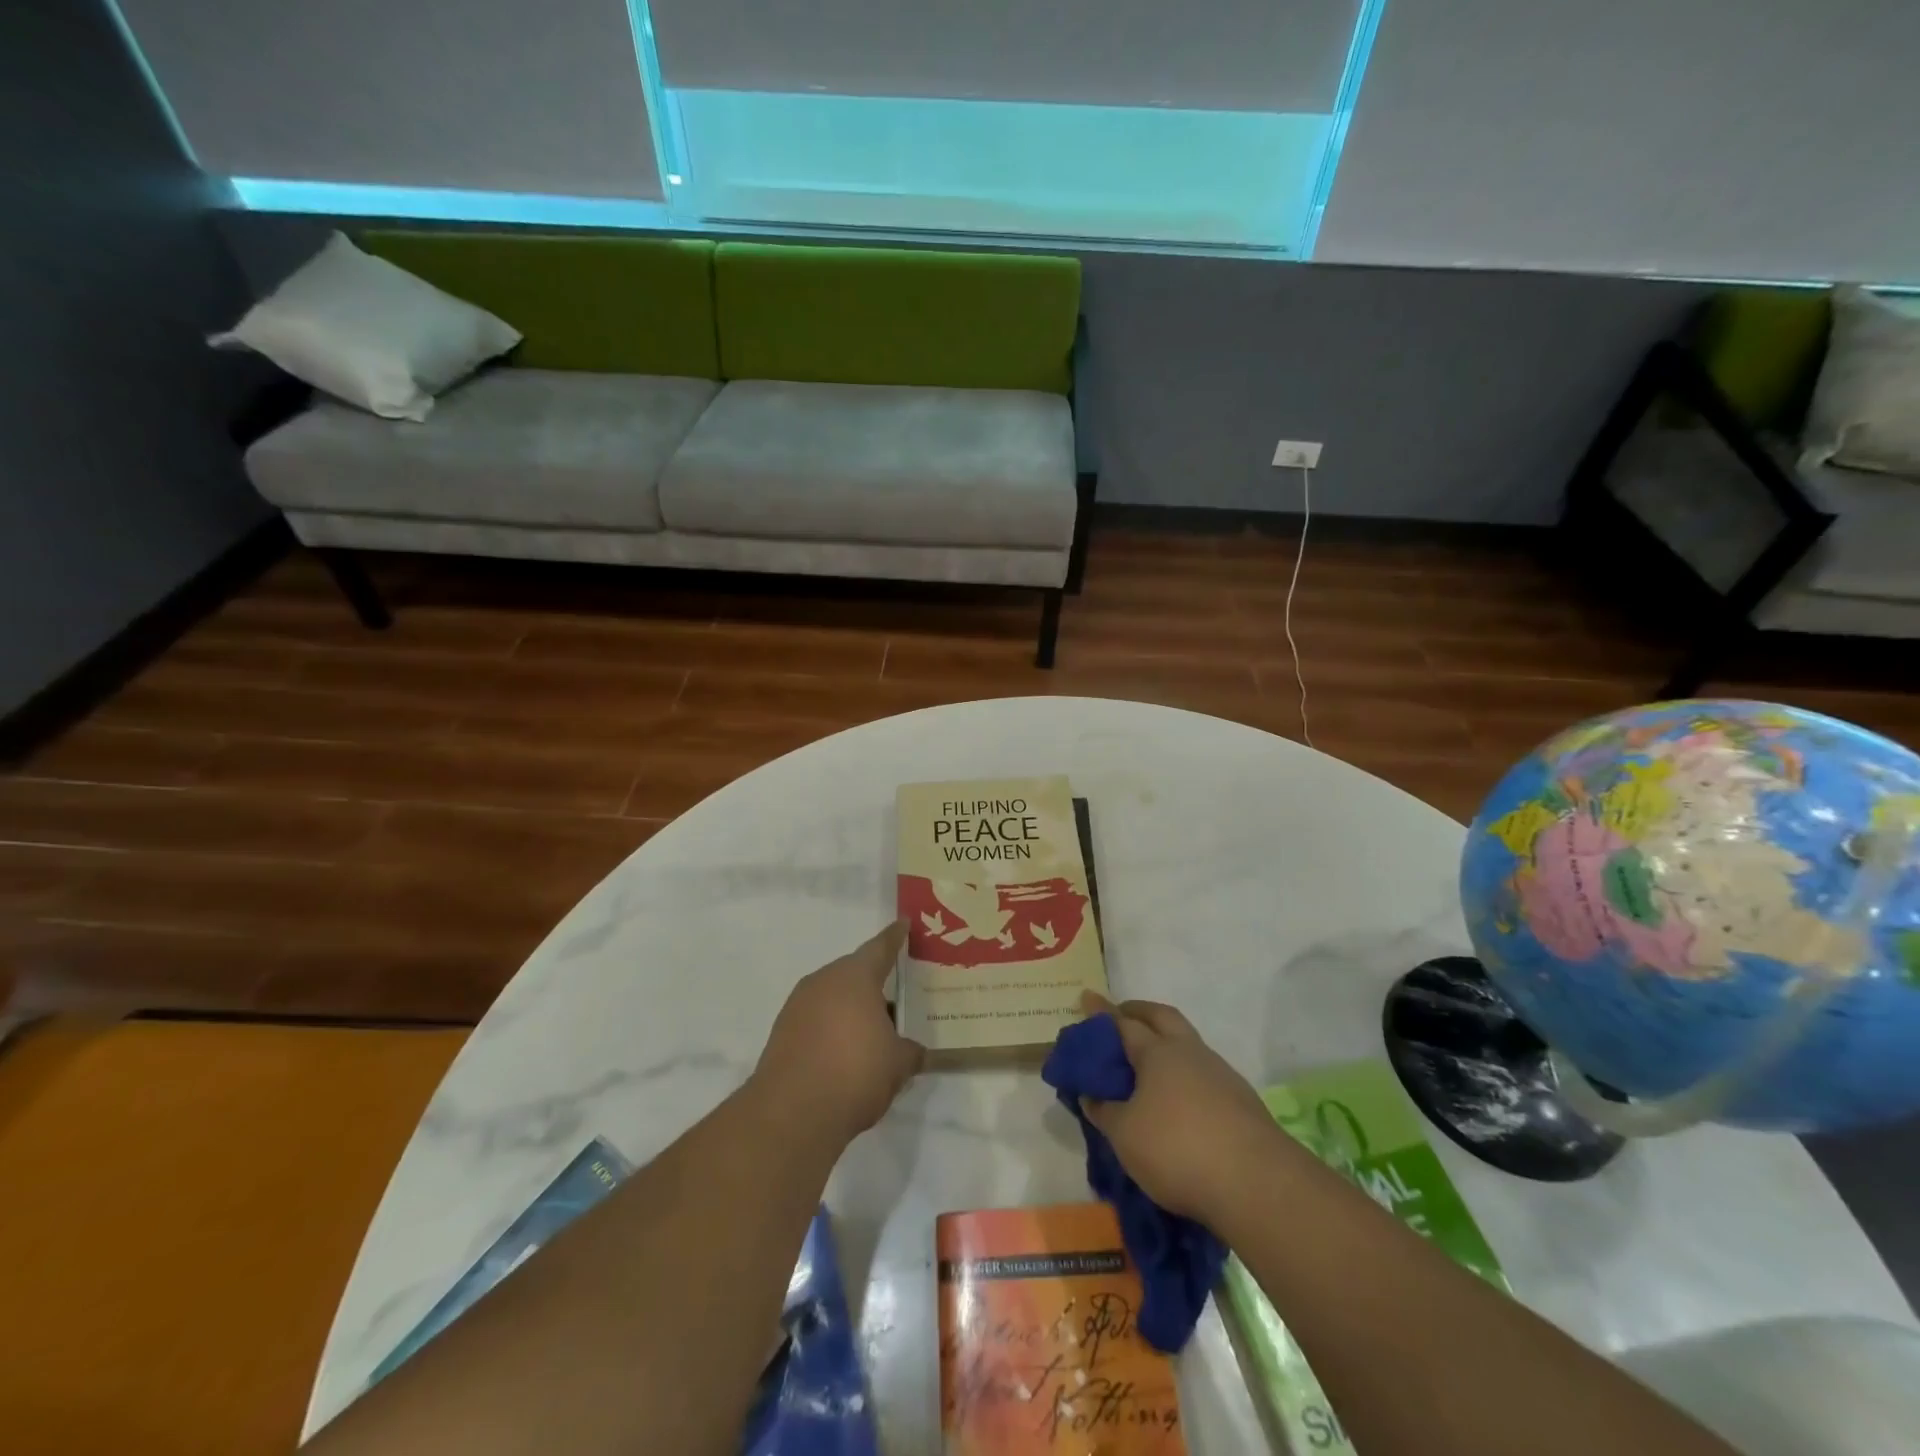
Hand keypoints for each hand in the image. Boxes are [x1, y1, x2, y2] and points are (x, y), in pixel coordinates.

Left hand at [752, 921, 925, 1147]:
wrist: (791, 1113)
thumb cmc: (855, 1072)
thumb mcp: (898, 1064)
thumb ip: (911, 1052)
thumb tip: (916, 1052)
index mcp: (855, 976)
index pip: (881, 947)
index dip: (895, 937)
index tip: (903, 924)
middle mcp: (824, 981)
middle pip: (854, 973)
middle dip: (875, 984)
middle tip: (896, 997)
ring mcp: (798, 1006)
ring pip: (833, 997)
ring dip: (852, 1009)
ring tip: (874, 1033)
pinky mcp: (782, 1032)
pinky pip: (816, 1019)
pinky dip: (832, 1029)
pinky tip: (845, 1054)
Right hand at [1077, 992, 1277, 1226]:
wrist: (1257, 1183)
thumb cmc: (1178, 1149)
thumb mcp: (1125, 1135)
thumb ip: (1104, 1111)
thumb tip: (1091, 1095)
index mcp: (1157, 1052)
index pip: (1123, 1023)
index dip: (1102, 1013)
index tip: (1087, 997)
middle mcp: (1189, 1052)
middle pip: (1162, 1017)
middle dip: (1139, 1011)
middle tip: (1122, 1014)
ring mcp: (1220, 1074)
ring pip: (1188, 1043)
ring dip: (1167, 1041)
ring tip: (1149, 1062)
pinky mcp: (1241, 1100)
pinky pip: (1204, 1072)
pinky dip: (1185, 1073)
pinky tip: (1179, 1097)